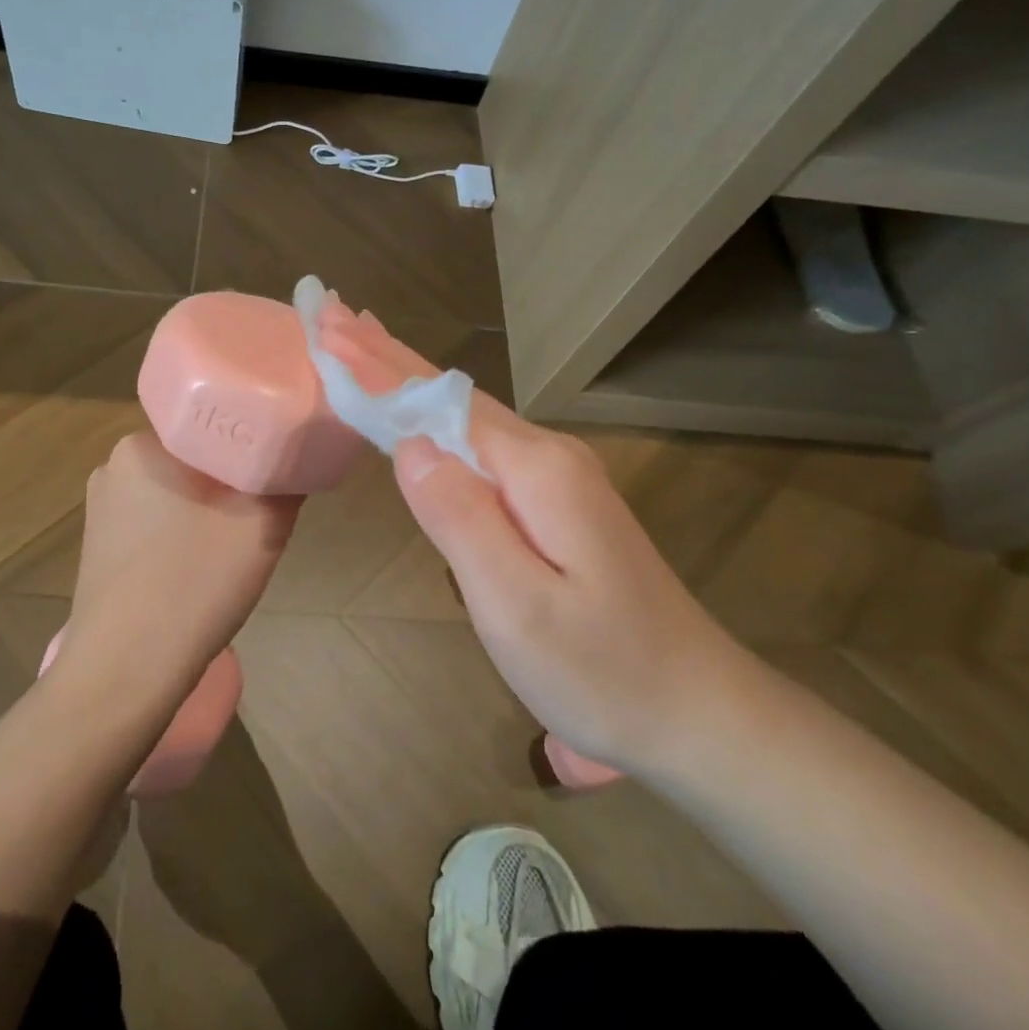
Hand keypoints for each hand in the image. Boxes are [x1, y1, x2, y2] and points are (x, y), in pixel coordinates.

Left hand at [59, 431, 299, 716]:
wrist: (123, 673)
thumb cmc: (193, 584)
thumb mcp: (262, 524)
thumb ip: (286, 479)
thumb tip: (299, 456)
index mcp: (142, 445)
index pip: (208, 423)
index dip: (249, 444)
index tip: (274, 473)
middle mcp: (114, 466)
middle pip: (194, 459)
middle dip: (230, 483)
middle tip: (259, 518)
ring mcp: (101, 510)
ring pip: (177, 494)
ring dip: (208, 513)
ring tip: (231, 553)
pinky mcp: (99, 548)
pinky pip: (156, 525)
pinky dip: (183, 538)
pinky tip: (196, 575)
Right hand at [316, 304, 739, 773]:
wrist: (700, 713)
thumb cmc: (603, 672)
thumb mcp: (516, 606)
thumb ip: (460, 518)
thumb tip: (410, 445)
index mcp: (535, 470)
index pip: (437, 402)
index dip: (378, 366)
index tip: (328, 326)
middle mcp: (547, 456)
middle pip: (451, 395)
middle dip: (388, 357)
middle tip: (334, 316)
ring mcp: (556, 478)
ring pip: (465, 416)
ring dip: (408, 380)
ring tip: (362, 347)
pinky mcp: (556, 503)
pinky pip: (481, 446)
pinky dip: (436, 418)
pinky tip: (420, 415)